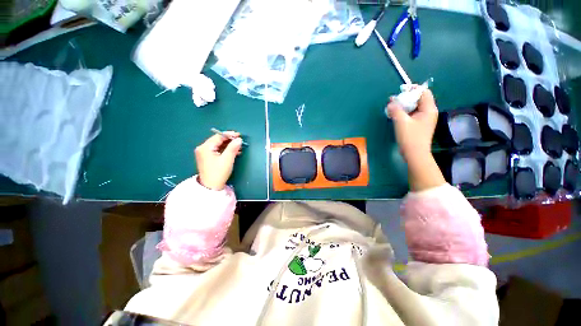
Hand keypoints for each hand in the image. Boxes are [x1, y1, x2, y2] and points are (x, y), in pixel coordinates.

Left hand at [195, 132, 241, 190]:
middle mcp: (203, 148)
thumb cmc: (218, 172)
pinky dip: (225, 150)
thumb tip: (239, 139)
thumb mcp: (227, 159)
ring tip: (239, 148)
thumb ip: (233, 148)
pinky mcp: (207, 158)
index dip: (229, 135)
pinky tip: (234, 152)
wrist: (211, 187)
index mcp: (205, 147)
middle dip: (230, 140)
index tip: (239, 135)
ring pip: (218, 145)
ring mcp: (204, 153)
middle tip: (240, 141)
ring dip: (228, 146)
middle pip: (218, 140)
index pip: (219, 136)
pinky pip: (217, 150)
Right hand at [387, 88, 437, 162]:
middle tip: (393, 100)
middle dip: (406, 98)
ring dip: (403, 106)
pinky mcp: (419, 125)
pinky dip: (404, 112)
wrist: (415, 154)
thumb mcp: (401, 122)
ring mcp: (424, 119)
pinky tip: (395, 115)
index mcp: (429, 109)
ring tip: (392, 107)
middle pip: (418, 99)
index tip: (400, 90)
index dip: (413, 89)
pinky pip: (412, 114)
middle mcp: (429, 112)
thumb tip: (391, 102)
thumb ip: (395, 110)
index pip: (423, 92)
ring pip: (414, 107)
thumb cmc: (410, 137)